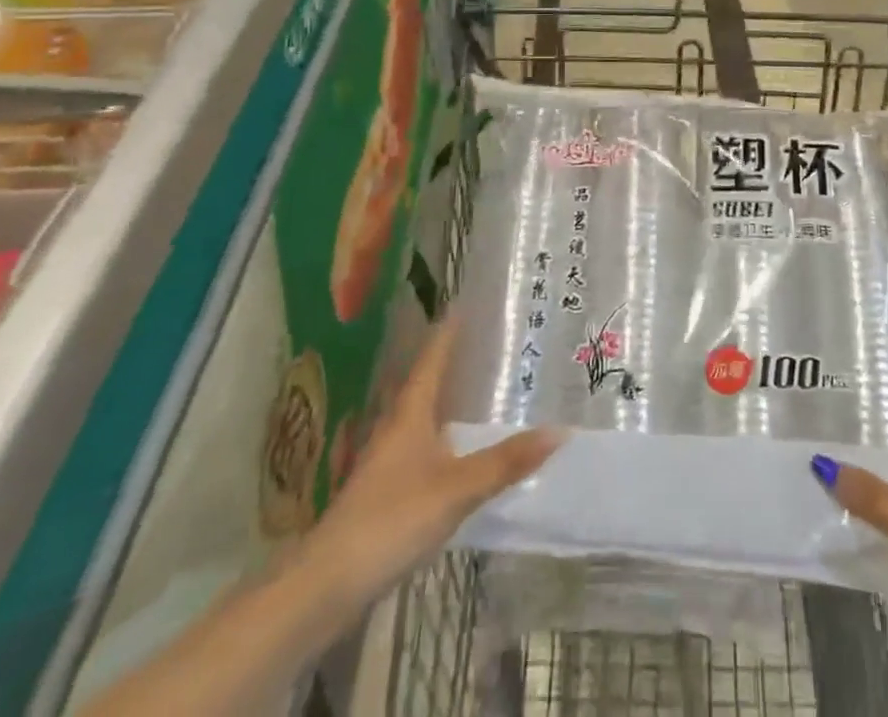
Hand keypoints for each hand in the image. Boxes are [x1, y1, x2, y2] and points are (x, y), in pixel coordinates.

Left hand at [295, 317, 560, 613]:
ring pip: (426, 416)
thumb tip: (559, 431)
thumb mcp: (456, 489)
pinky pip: (425, 446)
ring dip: (452, 400)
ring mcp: (389, 460)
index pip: (433, 356)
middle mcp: (397, 426)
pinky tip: (465, 450)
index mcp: (410, 412)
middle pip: (429, 383)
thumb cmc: (392, 520)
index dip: (451, 330)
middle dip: (457, 362)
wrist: (327, 584)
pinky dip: (447, 436)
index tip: (469, 303)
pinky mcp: (387, 490)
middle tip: (493, 344)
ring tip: (487, 390)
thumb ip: (505, 462)